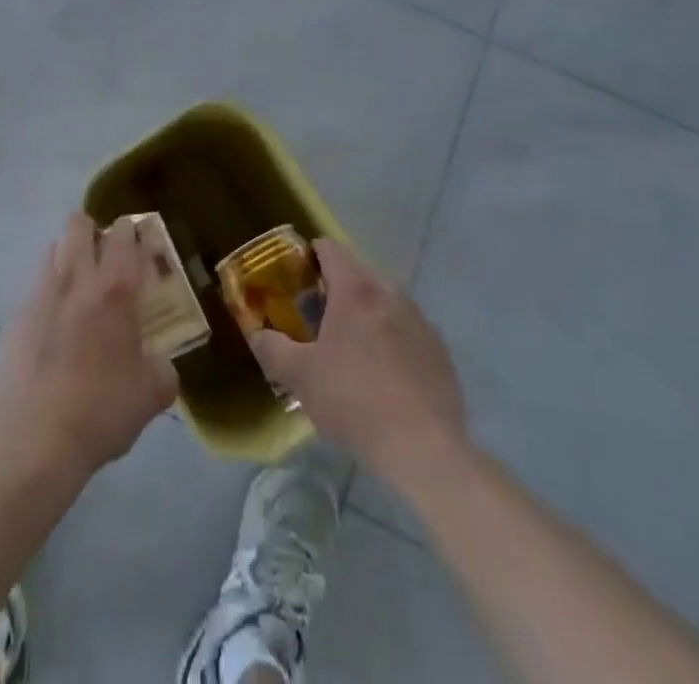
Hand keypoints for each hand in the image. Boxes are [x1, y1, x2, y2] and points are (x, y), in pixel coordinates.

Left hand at [0, 213, 178, 482]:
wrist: (30, 443)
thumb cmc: (100, 413)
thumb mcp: (151, 396)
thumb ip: (162, 369)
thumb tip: (160, 364)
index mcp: (115, 291)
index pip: (124, 235)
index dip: (131, 232)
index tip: (137, 245)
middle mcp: (75, 280)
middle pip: (79, 225)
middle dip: (92, 232)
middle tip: (104, 260)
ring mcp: (38, 295)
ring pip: (51, 249)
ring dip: (66, 258)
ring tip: (76, 291)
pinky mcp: (12, 318)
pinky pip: (32, 289)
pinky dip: (45, 297)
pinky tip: (50, 331)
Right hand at [249, 238, 468, 489]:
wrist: (424, 449)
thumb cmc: (354, 401)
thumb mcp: (300, 377)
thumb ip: (272, 349)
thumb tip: (258, 334)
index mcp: (355, 290)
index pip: (330, 249)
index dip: (310, 255)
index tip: (297, 277)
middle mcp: (390, 293)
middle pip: (358, 273)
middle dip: (337, 287)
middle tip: (318, 318)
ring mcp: (420, 321)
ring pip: (385, 301)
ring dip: (366, 313)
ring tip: (350, 348)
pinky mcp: (439, 350)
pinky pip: (407, 330)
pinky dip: (391, 338)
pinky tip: (384, 375)